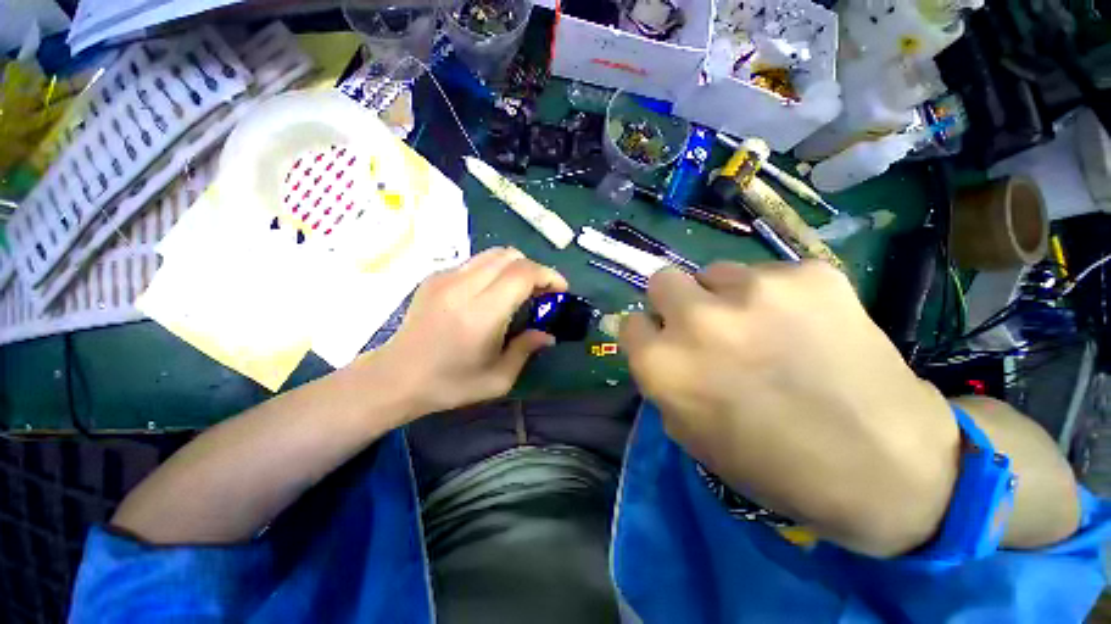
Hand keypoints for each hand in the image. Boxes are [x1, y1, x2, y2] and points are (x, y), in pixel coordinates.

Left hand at [377, 247, 566, 416]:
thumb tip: (548, 334)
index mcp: (482, 313)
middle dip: (534, 269)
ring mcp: (446, 277)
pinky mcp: (435, 276)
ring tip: (520, 290)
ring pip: (493, 254)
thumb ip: (526, 350)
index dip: (548, 275)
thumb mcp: (498, 379)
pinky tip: (491, 293)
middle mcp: (463, 287)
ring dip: (515, 267)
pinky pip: (475, 262)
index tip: (560, 290)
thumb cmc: (449, 384)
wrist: (395, 377)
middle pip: (511, 256)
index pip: (523, 274)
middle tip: (541, 292)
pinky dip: (494, 270)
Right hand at [620, 262, 959, 556]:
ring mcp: (755, 290)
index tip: (666, 339)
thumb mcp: (689, 433)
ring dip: (725, 296)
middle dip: (676, 301)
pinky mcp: (810, 274)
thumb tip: (657, 342)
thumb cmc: (772, 463)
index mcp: (663, 364)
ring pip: (715, 271)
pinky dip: (776, 295)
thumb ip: (662, 379)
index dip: (649, 333)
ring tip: (763, 326)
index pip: (631, 323)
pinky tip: (807, 325)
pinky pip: (770, 272)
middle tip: (706, 323)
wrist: (886, 467)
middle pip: (662, 280)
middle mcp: (697, 320)